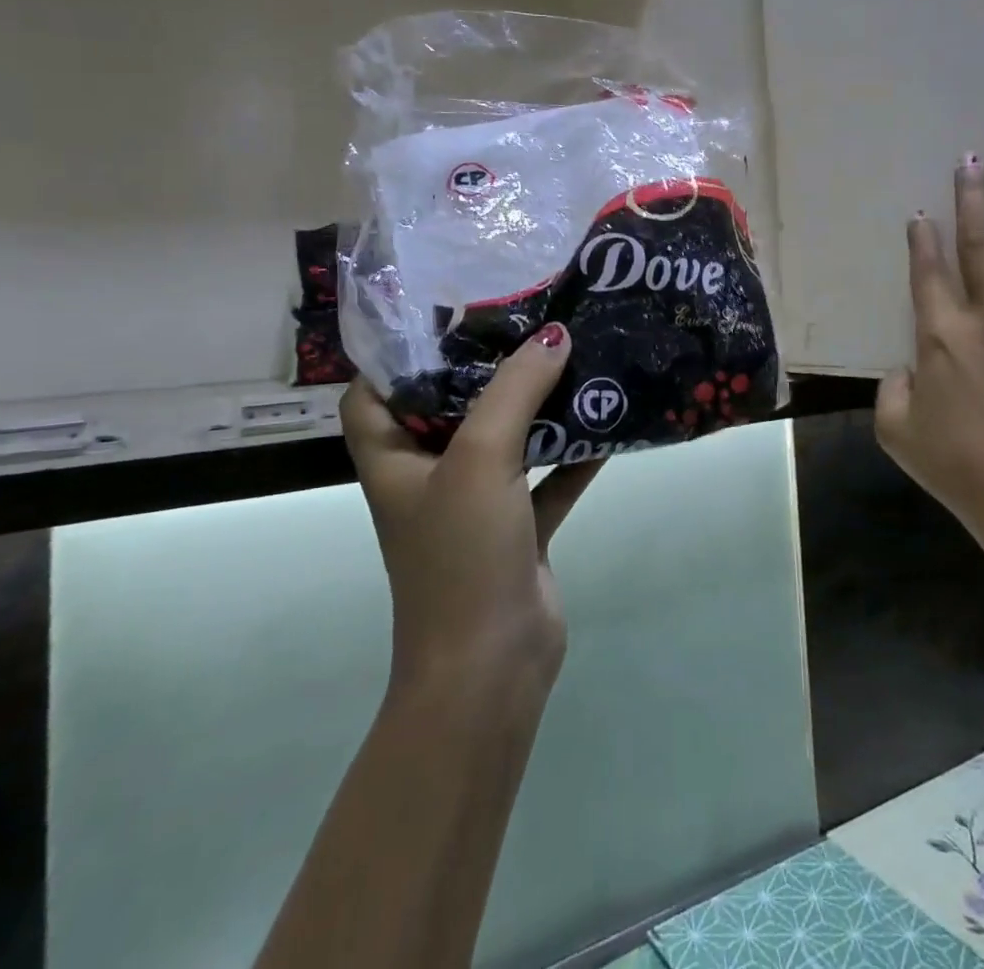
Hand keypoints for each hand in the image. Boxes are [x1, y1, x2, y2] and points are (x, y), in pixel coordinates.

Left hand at [341, 323, 601, 694]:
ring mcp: (476, 504)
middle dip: (488, 368)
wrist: (492, 668)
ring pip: (507, 439)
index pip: (374, 393)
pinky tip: (609, 421)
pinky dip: (574, 453)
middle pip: (451, 406)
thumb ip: (515, 390)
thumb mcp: (480, 459)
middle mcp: (430, 476)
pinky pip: (548, 477)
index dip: (398, 355)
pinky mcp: (519, 528)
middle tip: (530, 321)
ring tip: (576, 356)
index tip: (447, 315)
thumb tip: (554, 335)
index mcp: (395, 458)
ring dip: (539, 406)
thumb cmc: (462, 556)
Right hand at [875, 156, 983, 563]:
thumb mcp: (897, 433)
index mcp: (940, 338)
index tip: (922, 213)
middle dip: (975, 202)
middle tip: (973, 161)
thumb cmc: (956, 469)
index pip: (928, 277)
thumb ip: (892, 391)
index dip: (922, 242)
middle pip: (981, 249)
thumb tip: (906, 368)